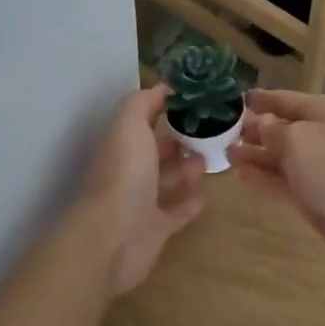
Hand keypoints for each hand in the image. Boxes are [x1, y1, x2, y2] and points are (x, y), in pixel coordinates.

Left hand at [80, 83, 206, 296]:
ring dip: (186, 168)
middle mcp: (129, 171)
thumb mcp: (129, 124)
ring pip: (167, 180)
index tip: (196, 100)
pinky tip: (207, 194)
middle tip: (210, 130)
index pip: (143, 119)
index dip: (165, 107)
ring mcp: (142, 202)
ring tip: (209, 158)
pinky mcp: (156, 229)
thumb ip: (143, 102)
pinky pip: (177, 212)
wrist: (114, 237)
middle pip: (156, 150)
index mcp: (121, 144)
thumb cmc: (124, 175)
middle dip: (178, 139)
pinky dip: (190, 202)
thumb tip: (163, 88)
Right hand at [230, 89, 324, 259]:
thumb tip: (263, 122)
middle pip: (284, 130)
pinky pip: (284, 183)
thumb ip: (275, 131)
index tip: (238, 99)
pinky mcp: (316, 198)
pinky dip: (264, 179)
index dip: (263, 99)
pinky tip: (242, 176)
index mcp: (323, 113)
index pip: (287, 100)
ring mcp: (320, 170)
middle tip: (224, 132)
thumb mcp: (299, 140)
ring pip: (282, 159)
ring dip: (256, 156)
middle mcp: (321, 137)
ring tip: (227, 154)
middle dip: (256, 130)